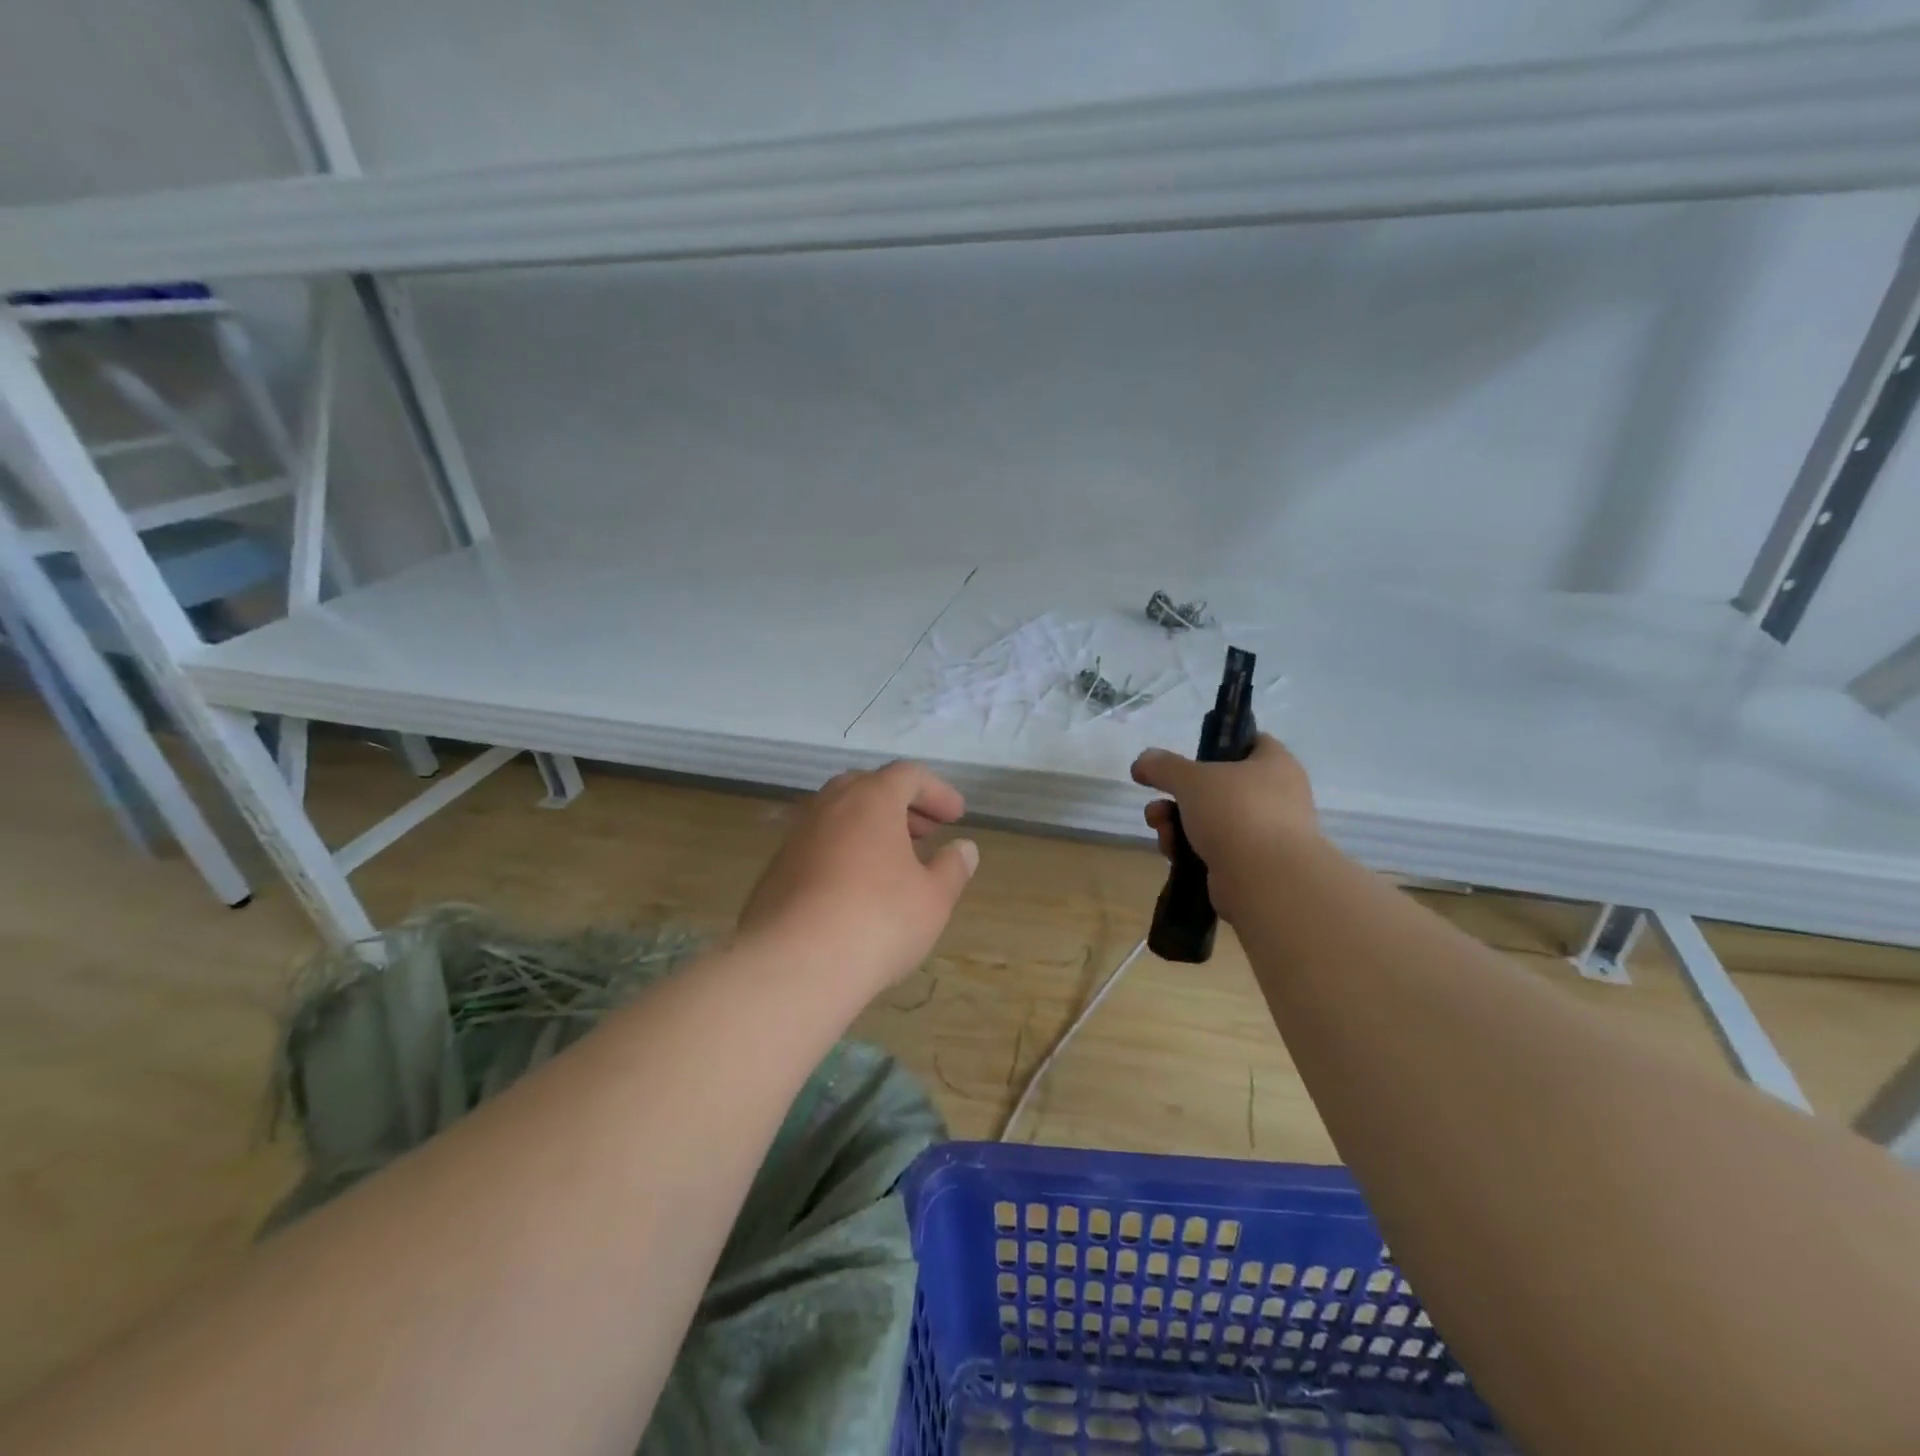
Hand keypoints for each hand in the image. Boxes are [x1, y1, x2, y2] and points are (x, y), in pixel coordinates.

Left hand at [737, 762, 978, 1003]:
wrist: (793, 966)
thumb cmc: (877, 921)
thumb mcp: (933, 898)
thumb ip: (952, 868)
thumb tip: (964, 849)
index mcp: (870, 800)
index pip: (907, 775)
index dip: (936, 791)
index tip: (956, 817)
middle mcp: (828, 806)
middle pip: (868, 787)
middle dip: (901, 805)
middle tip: (925, 832)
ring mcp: (796, 836)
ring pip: (838, 816)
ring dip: (870, 828)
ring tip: (894, 862)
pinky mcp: (776, 870)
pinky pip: (818, 846)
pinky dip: (844, 852)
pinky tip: (856, 889)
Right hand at [1131, 735, 1317, 920]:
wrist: (1266, 881)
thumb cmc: (1236, 812)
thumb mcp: (1191, 779)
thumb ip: (1163, 765)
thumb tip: (1143, 760)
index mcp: (1275, 765)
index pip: (1250, 742)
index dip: (1218, 744)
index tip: (1189, 755)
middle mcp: (1276, 797)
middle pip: (1219, 786)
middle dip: (1179, 794)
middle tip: (1158, 801)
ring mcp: (1265, 835)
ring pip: (1211, 820)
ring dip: (1177, 823)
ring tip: (1159, 829)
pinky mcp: (1251, 866)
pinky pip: (1214, 850)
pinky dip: (1190, 850)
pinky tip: (1172, 854)